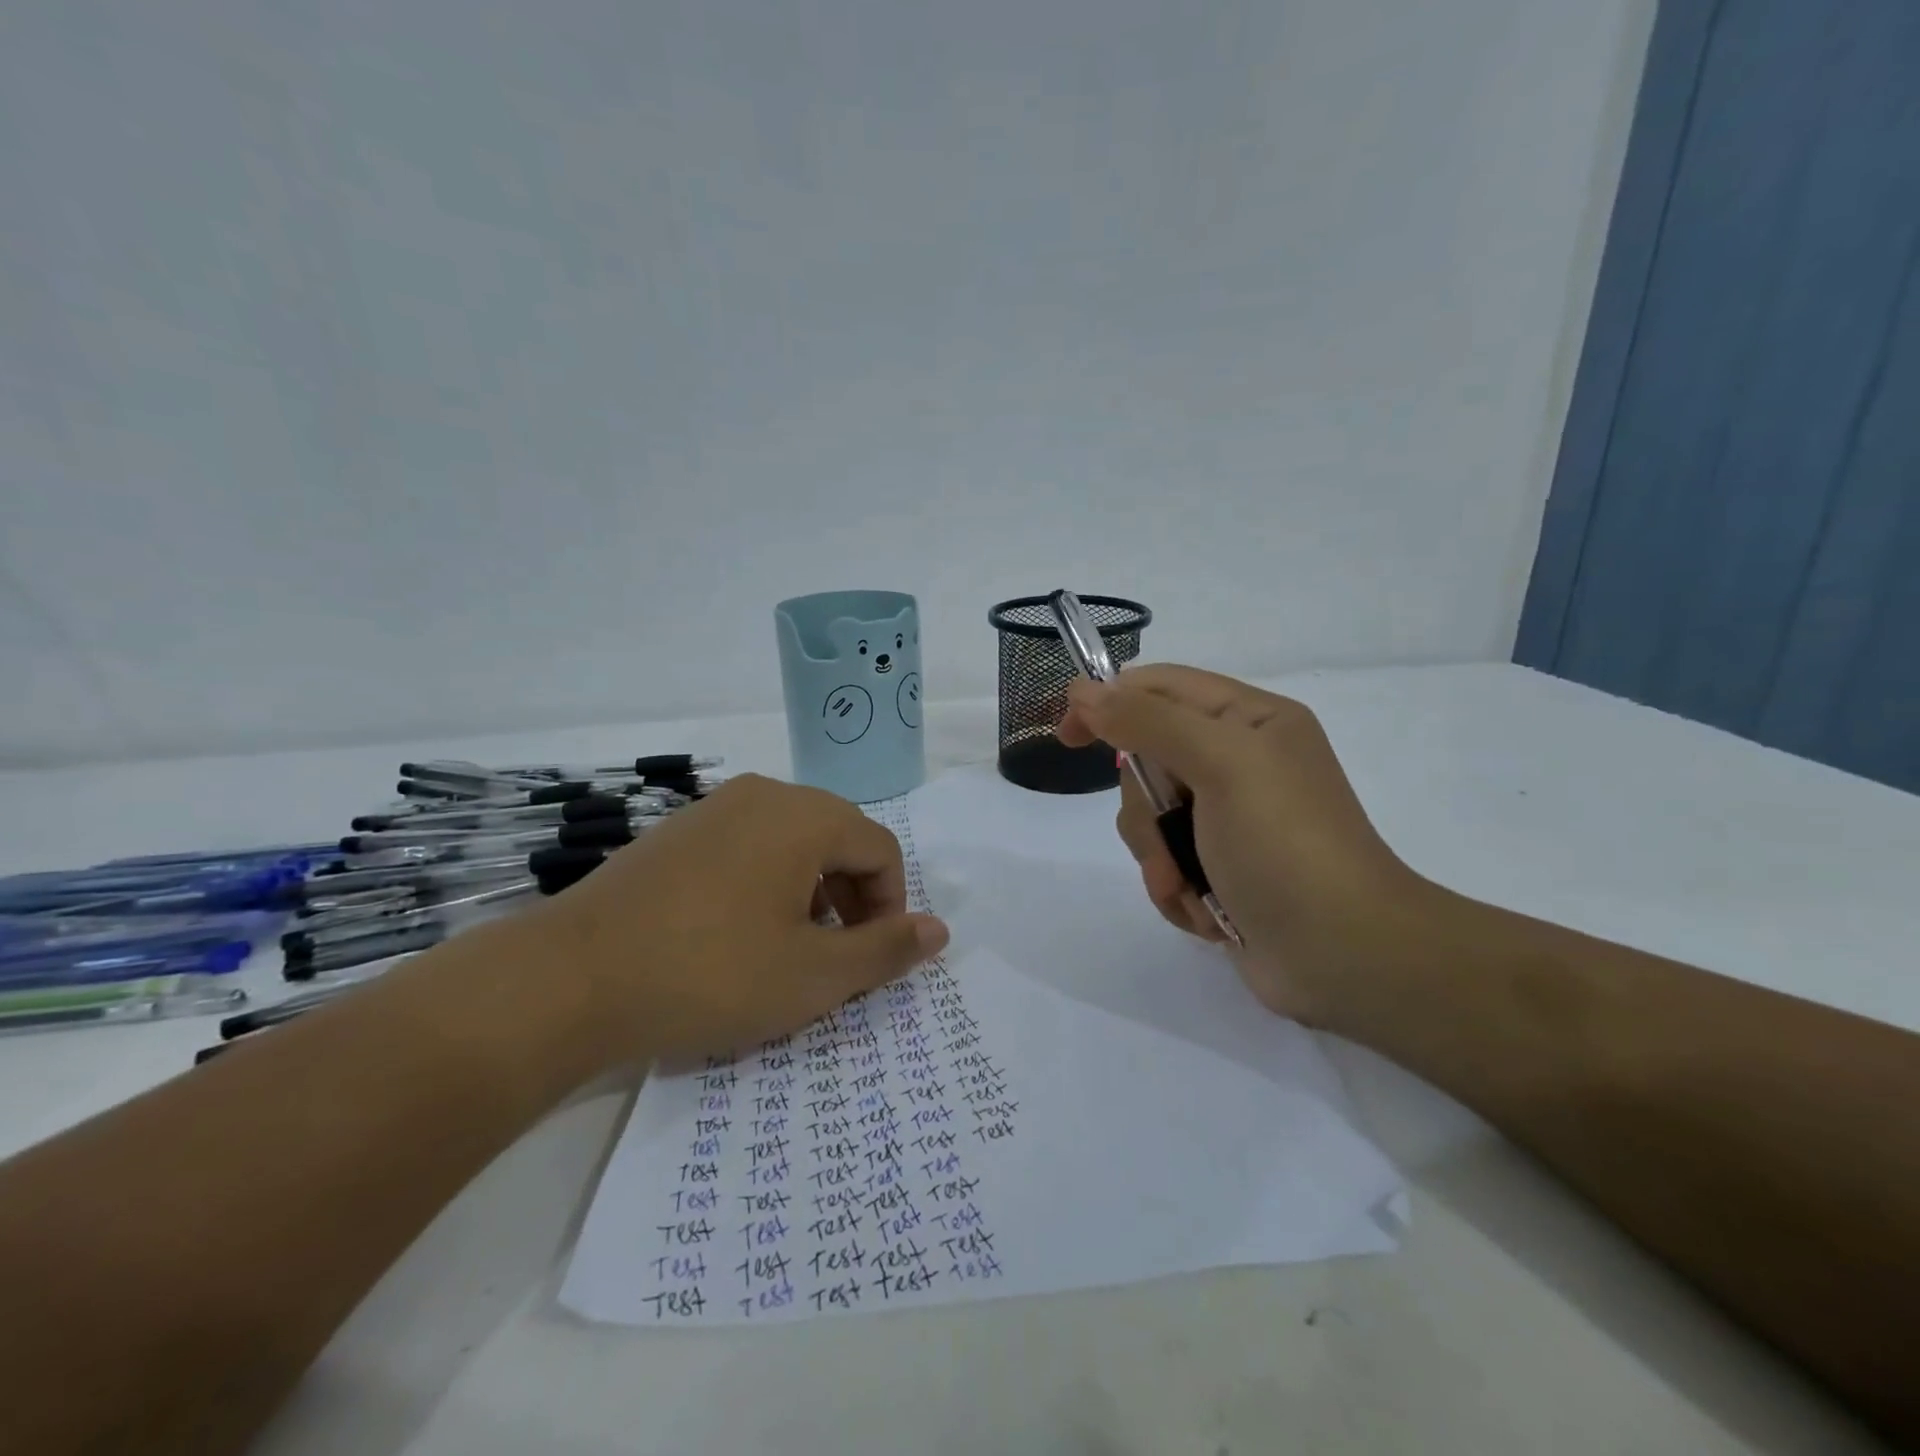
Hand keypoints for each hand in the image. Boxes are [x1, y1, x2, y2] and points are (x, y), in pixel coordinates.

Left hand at [530, 774, 948, 1062]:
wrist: (568, 979)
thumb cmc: (710, 973)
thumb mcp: (813, 974)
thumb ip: (885, 950)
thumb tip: (939, 930)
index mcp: (805, 815)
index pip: (880, 849)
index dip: (889, 907)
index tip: (868, 960)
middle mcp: (764, 794)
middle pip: (838, 839)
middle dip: (851, 899)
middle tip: (832, 959)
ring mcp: (714, 809)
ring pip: (792, 844)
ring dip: (810, 894)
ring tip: (785, 951)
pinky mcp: (676, 833)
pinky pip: (747, 849)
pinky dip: (764, 886)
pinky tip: (733, 937)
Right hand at [1058, 665, 1428, 1023]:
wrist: (1344, 957)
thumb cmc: (1284, 845)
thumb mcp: (1220, 764)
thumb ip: (1147, 721)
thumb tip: (1084, 690)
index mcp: (1249, 721)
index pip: (1161, 688)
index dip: (1109, 702)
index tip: (1068, 736)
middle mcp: (1238, 763)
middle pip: (1147, 760)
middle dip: (1146, 808)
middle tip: (1169, 834)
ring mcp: (1228, 820)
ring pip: (1149, 818)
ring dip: (1159, 857)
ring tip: (1189, 885)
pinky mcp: (1219, 868)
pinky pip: (1164, 862)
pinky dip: (1175, 888)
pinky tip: (1206, 910)